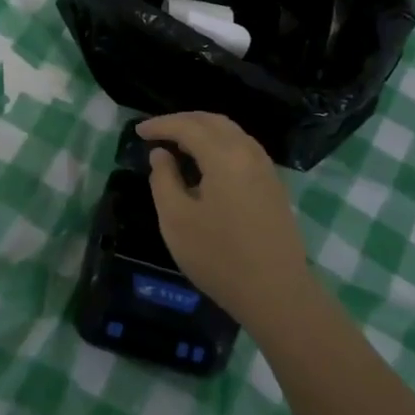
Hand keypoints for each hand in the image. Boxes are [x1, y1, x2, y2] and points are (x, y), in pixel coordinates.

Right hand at [136, 113, 312, 326]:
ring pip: (231, 133)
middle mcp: (249, 152)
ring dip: (203, 131)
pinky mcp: (273, 185)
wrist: (276, 292)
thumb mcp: (176, 220)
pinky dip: (219, 145)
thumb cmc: (219, 257)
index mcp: (225, 156)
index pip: (188, 126)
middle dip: (183, 121)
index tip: (138, 132)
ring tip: (178, 144)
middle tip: (157, 132)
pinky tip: (206, 163)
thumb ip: (163, 179)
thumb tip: (161, 154)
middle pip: (213, 122)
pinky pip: (242, 149)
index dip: (161, 125)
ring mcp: (265, 168)